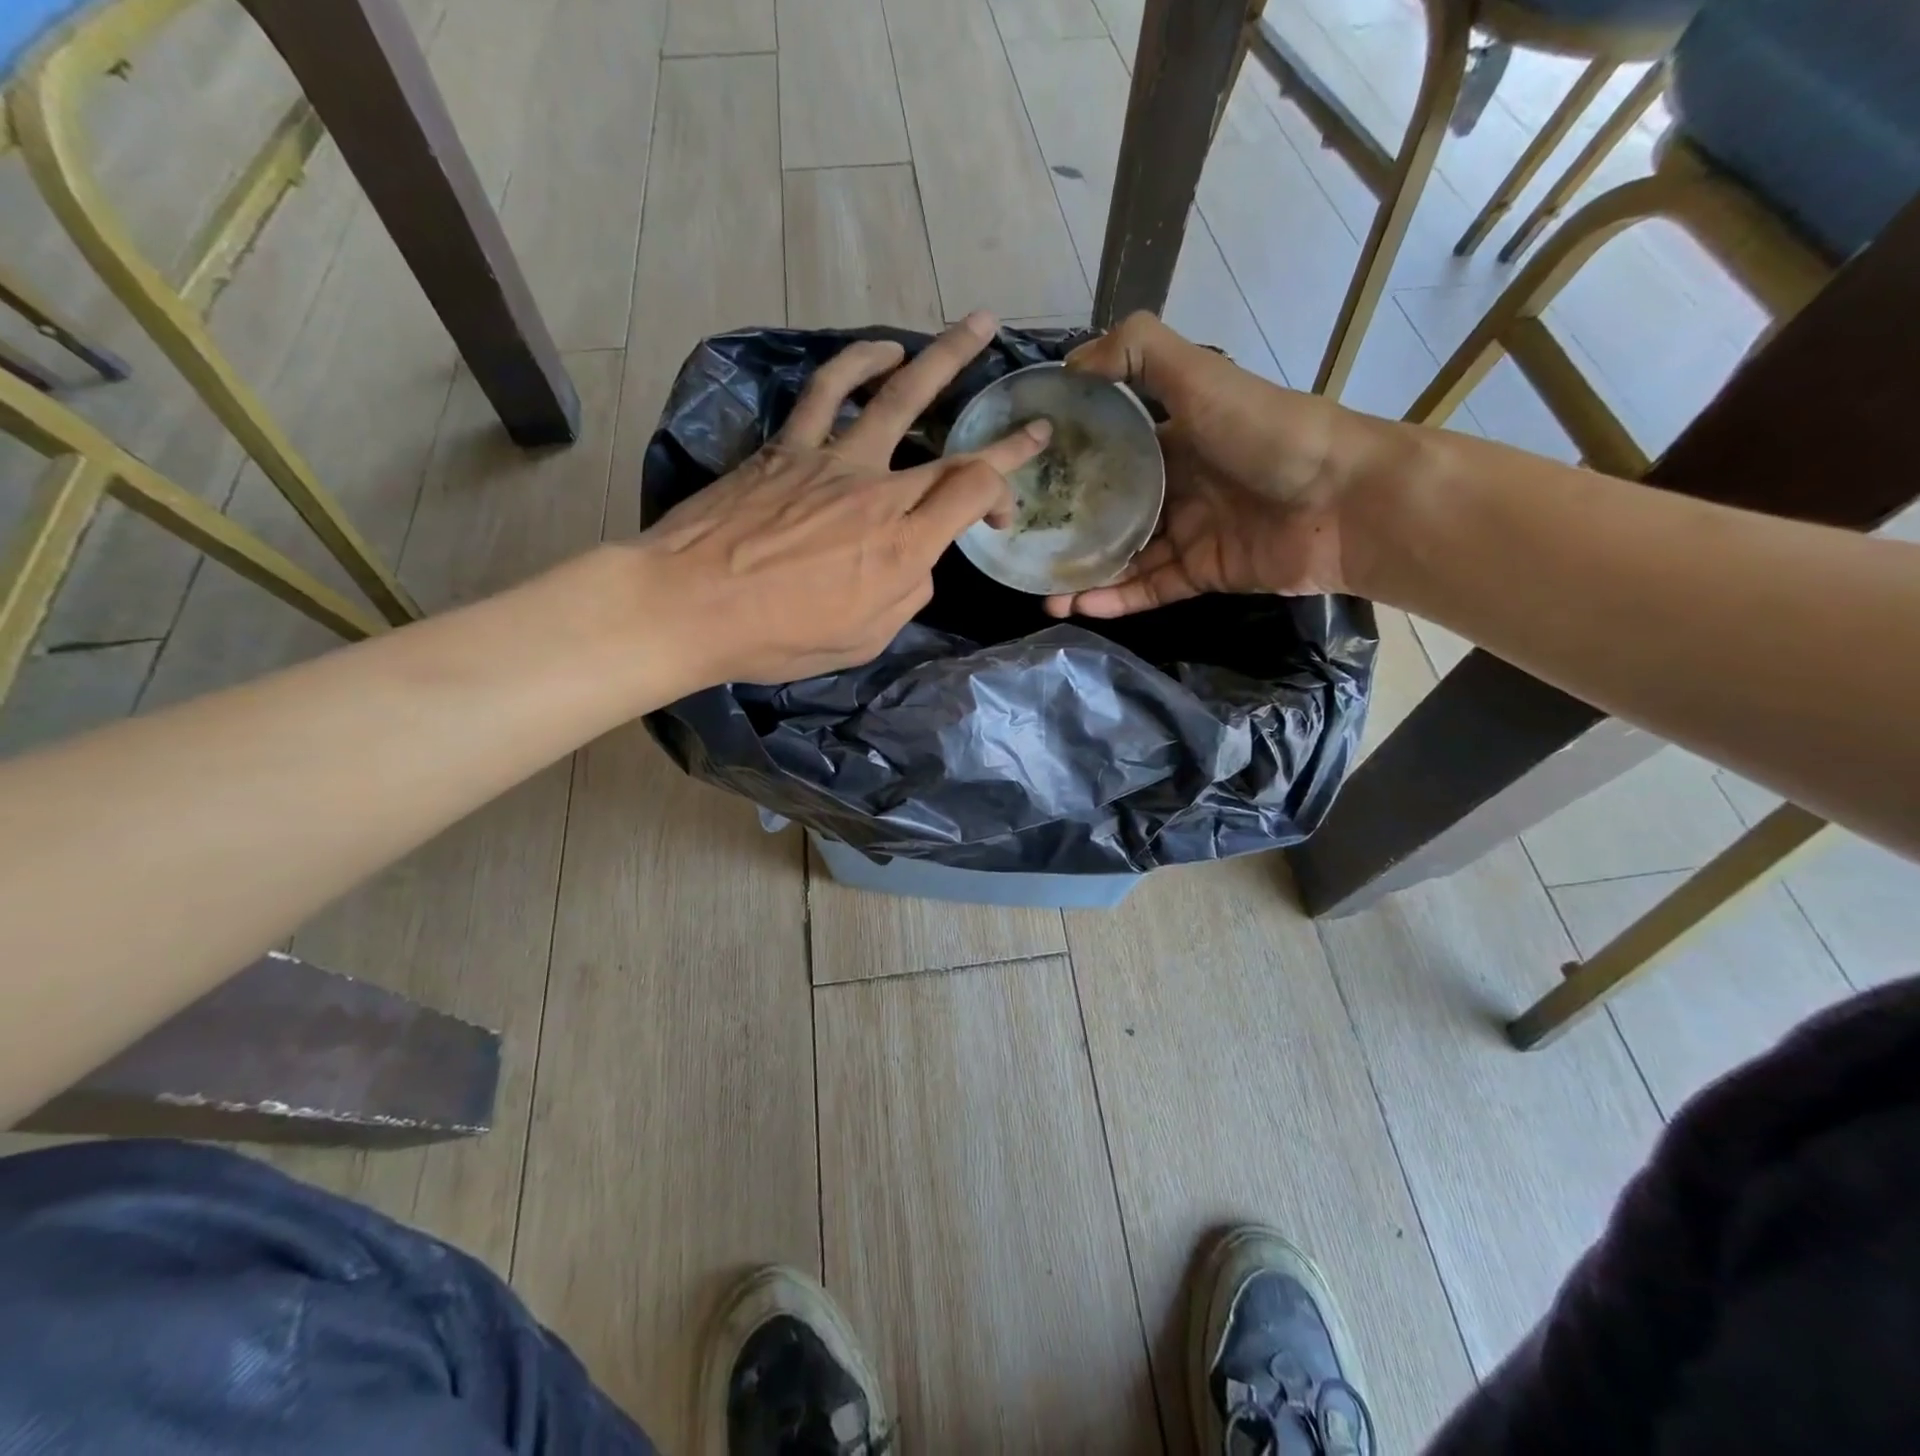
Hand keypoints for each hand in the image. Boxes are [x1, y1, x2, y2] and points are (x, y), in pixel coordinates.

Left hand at [635, 313, 1048, 685]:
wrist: (687, 606)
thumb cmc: (777, 637)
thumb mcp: (863, 639)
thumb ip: (905, 595)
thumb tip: (915, 561)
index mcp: (901, 546)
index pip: (974, 494)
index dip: (1004, 491)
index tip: (1005, 511)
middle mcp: (878, 492)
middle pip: (954, 452)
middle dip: (1003, 438)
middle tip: (1033, 422)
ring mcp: (832, 461)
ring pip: (898, 395)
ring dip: (943, 358)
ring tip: (974, 327)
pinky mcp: (787, 447)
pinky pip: (827, 391)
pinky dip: (858, 363)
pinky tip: (883, 349)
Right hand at [1043, 312, 1372, 617]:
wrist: (1344, 501)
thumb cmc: (1268, 433)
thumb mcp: (1201, 377)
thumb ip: (1140, 353)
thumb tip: (1069, 363)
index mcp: (1176, 439)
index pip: (1111, 453)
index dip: (1071, 466)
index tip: (1027, 482)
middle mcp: (1179, 487)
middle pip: (1112, 513)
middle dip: (1071, 533)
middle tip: (1026, 552)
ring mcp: (1191, 534)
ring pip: (1126, 559)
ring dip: (1086, 577)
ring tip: (1045, 595)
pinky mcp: (1204, 575)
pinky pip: (1151, 589)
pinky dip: (1117, 600)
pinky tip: (1080, 606)